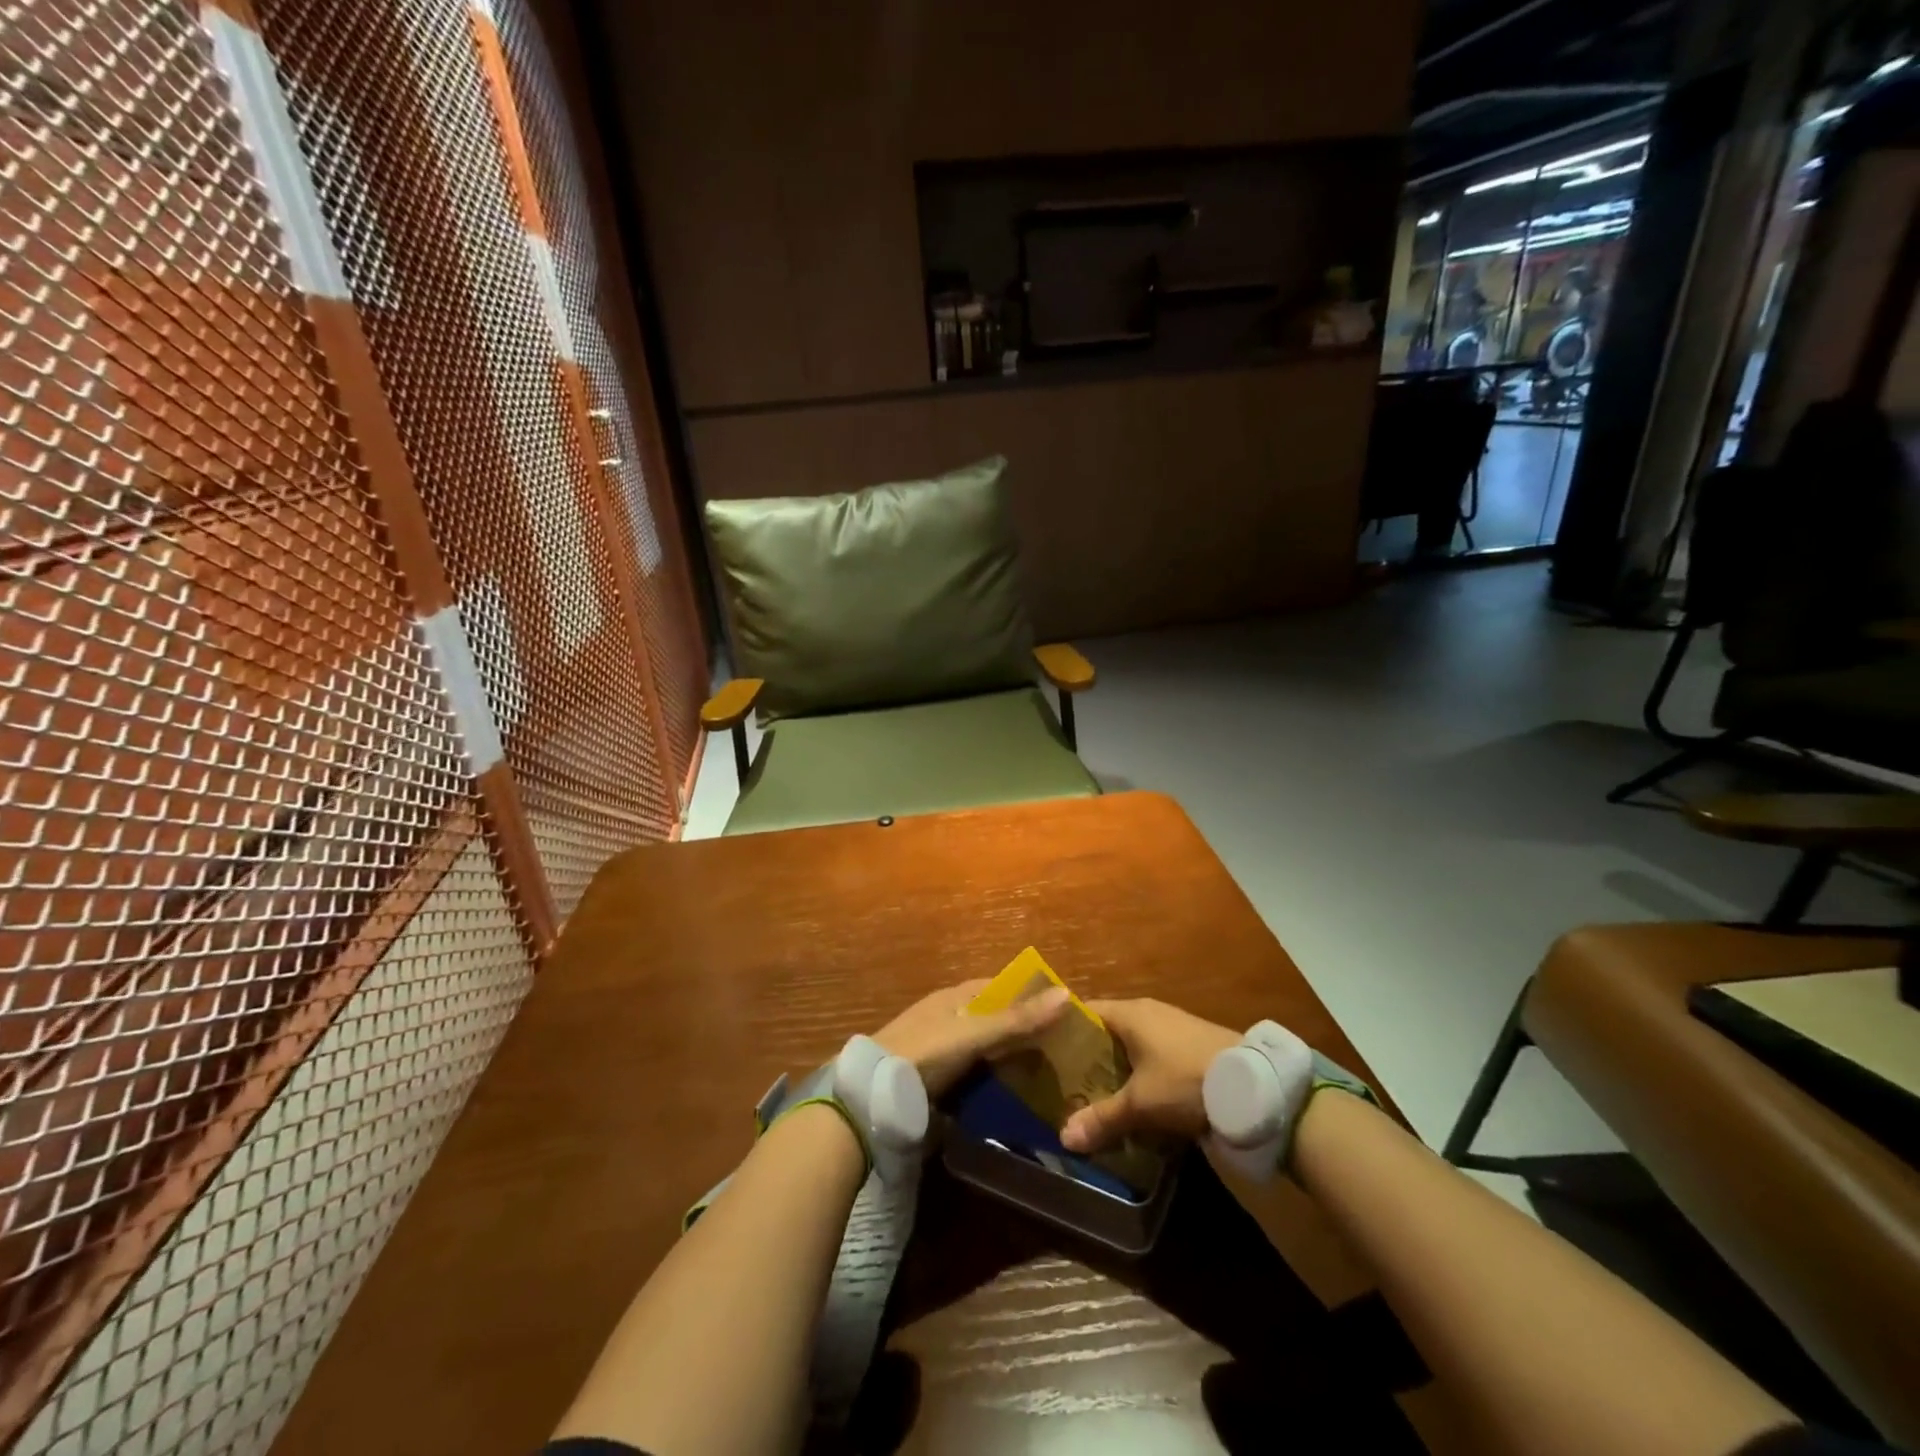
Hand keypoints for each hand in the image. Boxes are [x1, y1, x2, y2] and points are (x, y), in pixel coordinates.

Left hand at [875, 980, 1071, 1098]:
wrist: (874, 1095)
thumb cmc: (926, 1052)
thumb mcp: (974, 1033)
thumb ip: (1017, 1018)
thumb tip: (1066, 993)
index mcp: (954, 997)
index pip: (999, 987)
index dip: (1029, 994)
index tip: (1062, 1010)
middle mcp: (948, 1017)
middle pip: (993, 1019)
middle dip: (1024, 1030)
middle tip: (1064, 1049)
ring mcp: (940, 1050)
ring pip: (985, 1049)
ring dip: (1010, 1058)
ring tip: (1049, 1076)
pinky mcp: (935, 1080)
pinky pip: (973, 1075)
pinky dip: (993, 1081)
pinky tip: (1015, 1096)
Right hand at [1060, 999, 1239, 1153]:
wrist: (1253, 1087)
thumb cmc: (1185, 1080)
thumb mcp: (1140, 1104)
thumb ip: (1102, 1118)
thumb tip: (1063, 1137)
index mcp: (1129, 1013)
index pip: (1085, 1012)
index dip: (1064, 1031)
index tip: (1047, 1054)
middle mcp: (1148, 1013)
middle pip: (1108, 1030)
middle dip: (1089, 1057)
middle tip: (1068, 1085)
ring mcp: (1172, 1027)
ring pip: (1132, 1045)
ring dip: (1118, 1068)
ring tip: (1098, 1097)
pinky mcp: (1192, 1046)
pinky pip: (1154, 1055)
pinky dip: (1142, 1074)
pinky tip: (1138, 1100)